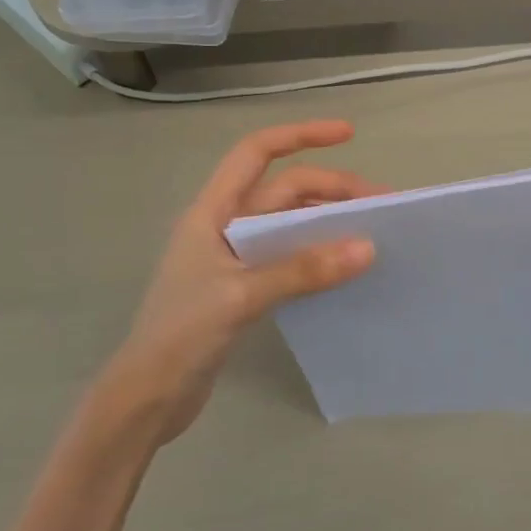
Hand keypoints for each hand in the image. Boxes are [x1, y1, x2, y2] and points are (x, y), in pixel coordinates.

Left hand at [102, 121, 379, 443]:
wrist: (148, 395)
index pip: (256, 153)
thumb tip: (366, 248)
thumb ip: (302, 270)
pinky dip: (317, 255)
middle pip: (284, 190)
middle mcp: (224, 226)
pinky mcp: (243, 288)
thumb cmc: (182, 334)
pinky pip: (288, 257)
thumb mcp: (242, 295)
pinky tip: (344, 268)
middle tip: (382, 206)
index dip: (300, 135)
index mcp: (212, 211)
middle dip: (332, 189)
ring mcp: (234, 257)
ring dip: (328, 222)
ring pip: (290, 224)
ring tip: (373, 234)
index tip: (348, 134)